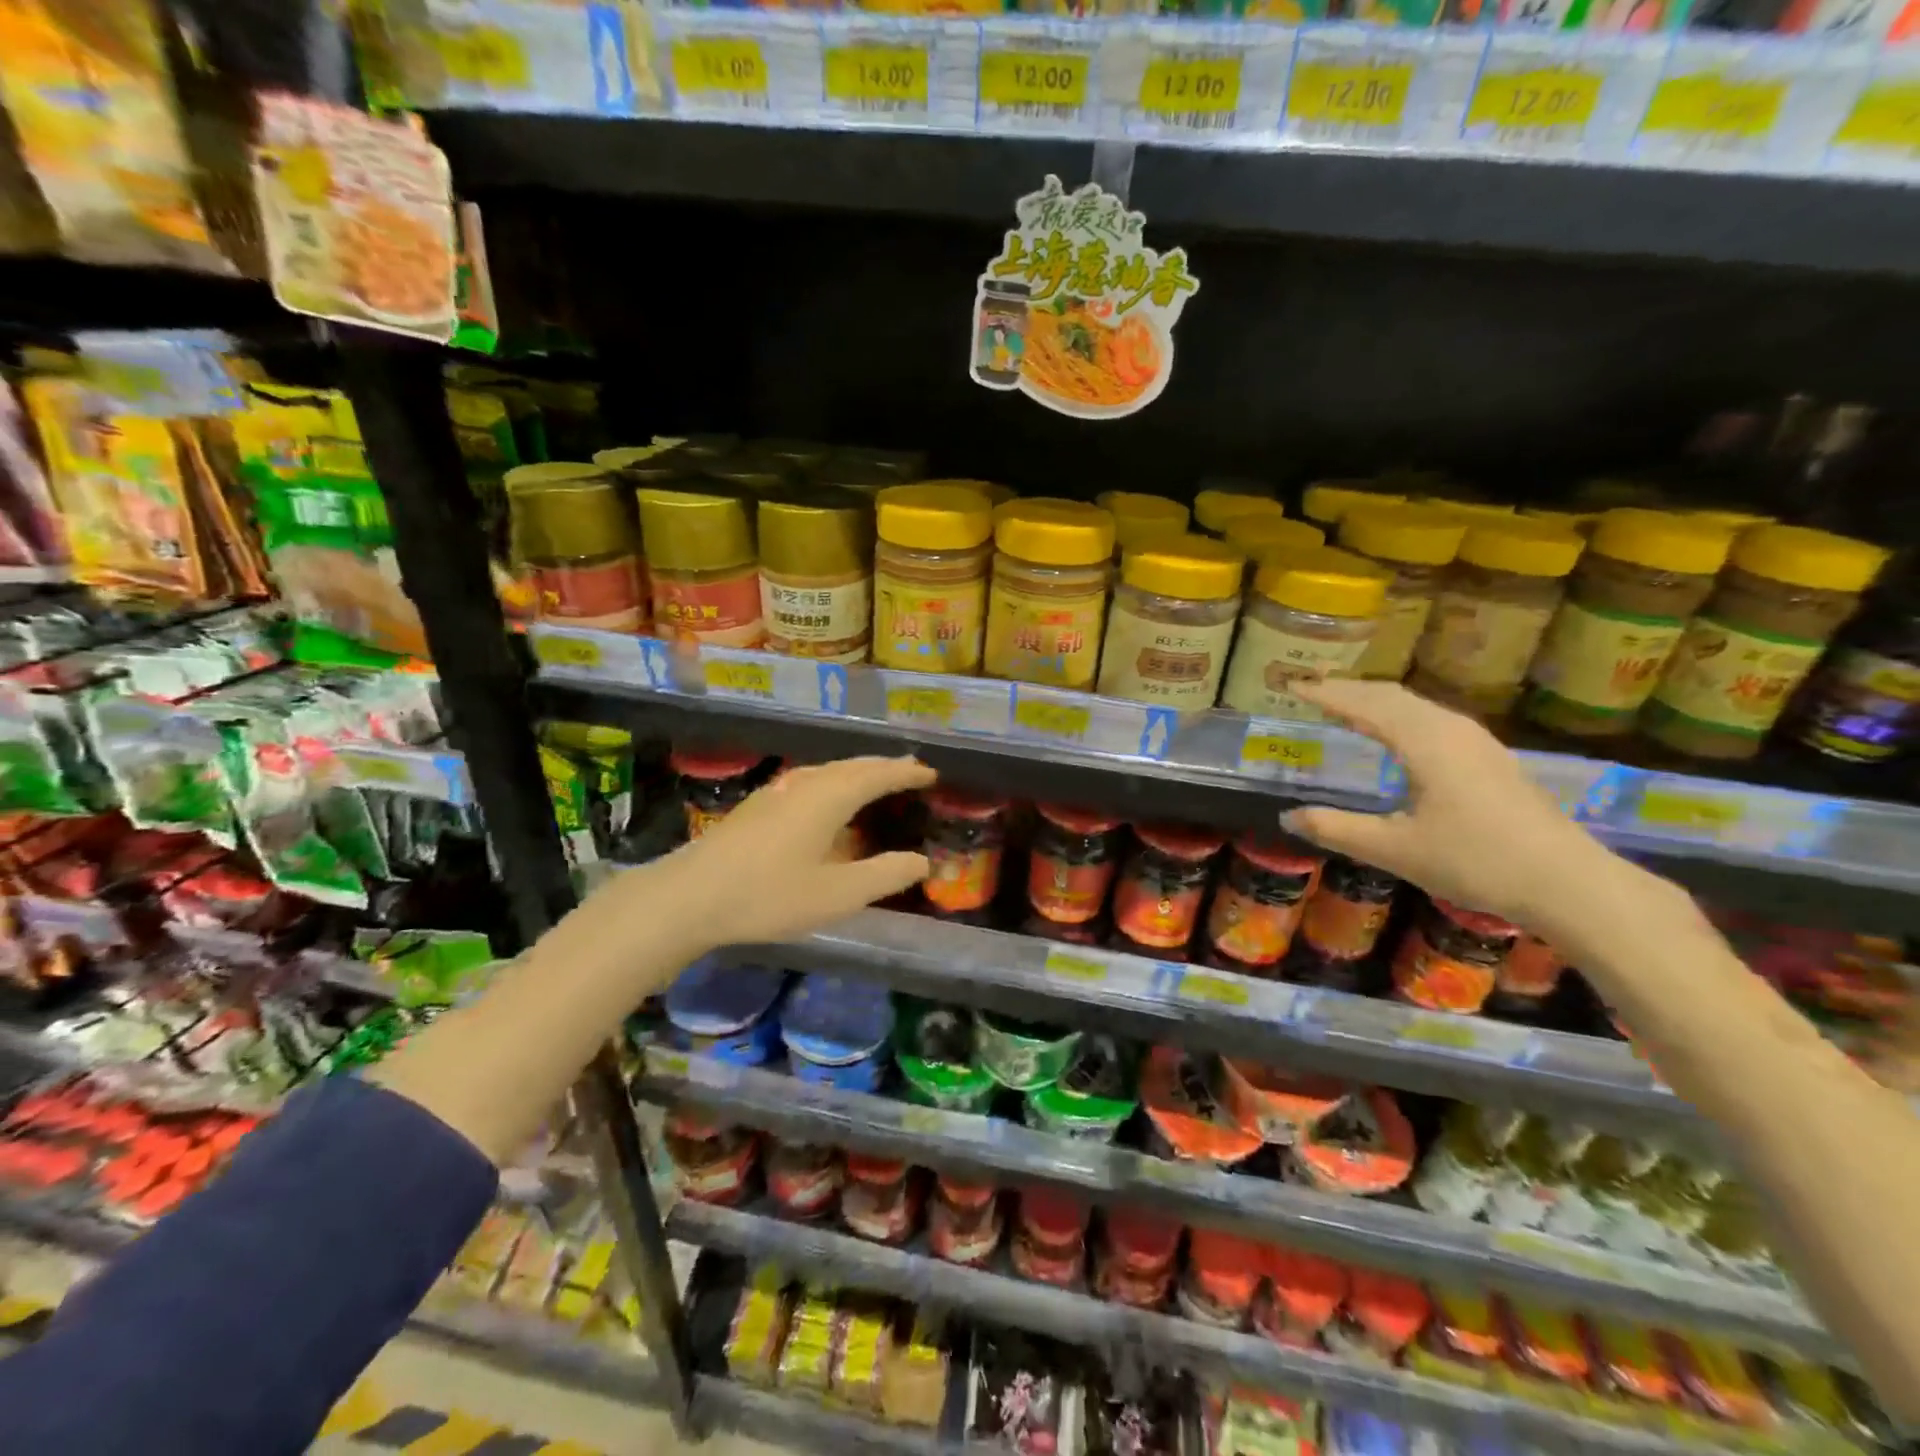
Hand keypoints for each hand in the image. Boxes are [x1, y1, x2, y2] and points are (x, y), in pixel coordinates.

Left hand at [655, 755, 934, 947]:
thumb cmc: (769, 895)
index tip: (931, 773)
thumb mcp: (837, 895)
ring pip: (830, 770)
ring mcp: (778, 790)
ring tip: (877, 781)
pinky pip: (812, 780)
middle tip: (911, 770)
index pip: (879, 774)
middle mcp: (807, 783)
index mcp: (830, 796)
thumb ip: (884, 876)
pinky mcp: (760, 804)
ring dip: (858, 772)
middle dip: (885, 766)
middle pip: (854, 765)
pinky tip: (828, 801)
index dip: (907, 772)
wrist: (690, 896)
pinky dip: (835, 782)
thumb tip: (921, 861)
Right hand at [1281, 679, 1618, 928]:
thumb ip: (1336, 829)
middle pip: (1390, 695)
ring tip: (1343, 704)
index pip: (1363, 704)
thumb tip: (1287, 817)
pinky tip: (1395, 733)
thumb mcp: (1394, 850)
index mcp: (1424, 742)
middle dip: (1347, 689)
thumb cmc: (1476, 862)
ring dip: (1374, 699)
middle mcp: (1450, 729)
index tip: (1291, 684)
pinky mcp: (1490, 757)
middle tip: (1310, 689)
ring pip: (1415, 705)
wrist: (1569, 883)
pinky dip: (1398, 714)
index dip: (1325, 693)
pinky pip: (1432, 718)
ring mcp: (1476, 741)